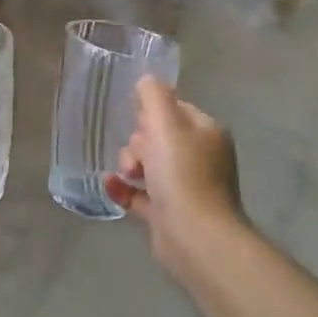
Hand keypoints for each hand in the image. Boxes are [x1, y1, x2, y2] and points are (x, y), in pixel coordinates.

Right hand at [105, 77, 245, 280]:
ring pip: (147, 164)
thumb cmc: (182, 173)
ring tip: (127, 174)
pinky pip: (139, 193)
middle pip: (157, 136)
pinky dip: (124, 189)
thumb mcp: (165, 123)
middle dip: (138, 142)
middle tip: (138, 156)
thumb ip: (153, 95)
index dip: (151, 112)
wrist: (194, 236)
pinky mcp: (169, 213)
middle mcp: (200, 157)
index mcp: (206, 132)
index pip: (174, 109)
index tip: (138, 122)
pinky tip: (111, 186)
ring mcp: (185, 187)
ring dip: (129, 165)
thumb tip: (146, 80)